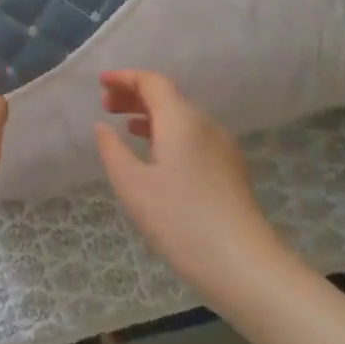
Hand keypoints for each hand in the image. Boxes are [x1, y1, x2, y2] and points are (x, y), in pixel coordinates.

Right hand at [94, 70, 285, 304]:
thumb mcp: (132, 184)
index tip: (101, 83)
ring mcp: (222, 147)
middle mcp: (205, 125)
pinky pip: (194, 136)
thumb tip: (104, 127)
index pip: (152, 82)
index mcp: (181, 120)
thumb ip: (112, 150)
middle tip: (106, 105)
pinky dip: (168, 132)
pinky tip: (156, 154)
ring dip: (151, 114)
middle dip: (135, 95)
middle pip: (168, 96)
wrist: (243, 265)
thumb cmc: (179, 220)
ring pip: (182, 117)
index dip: (125, 78)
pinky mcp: (230, 170)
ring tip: (125, 126)